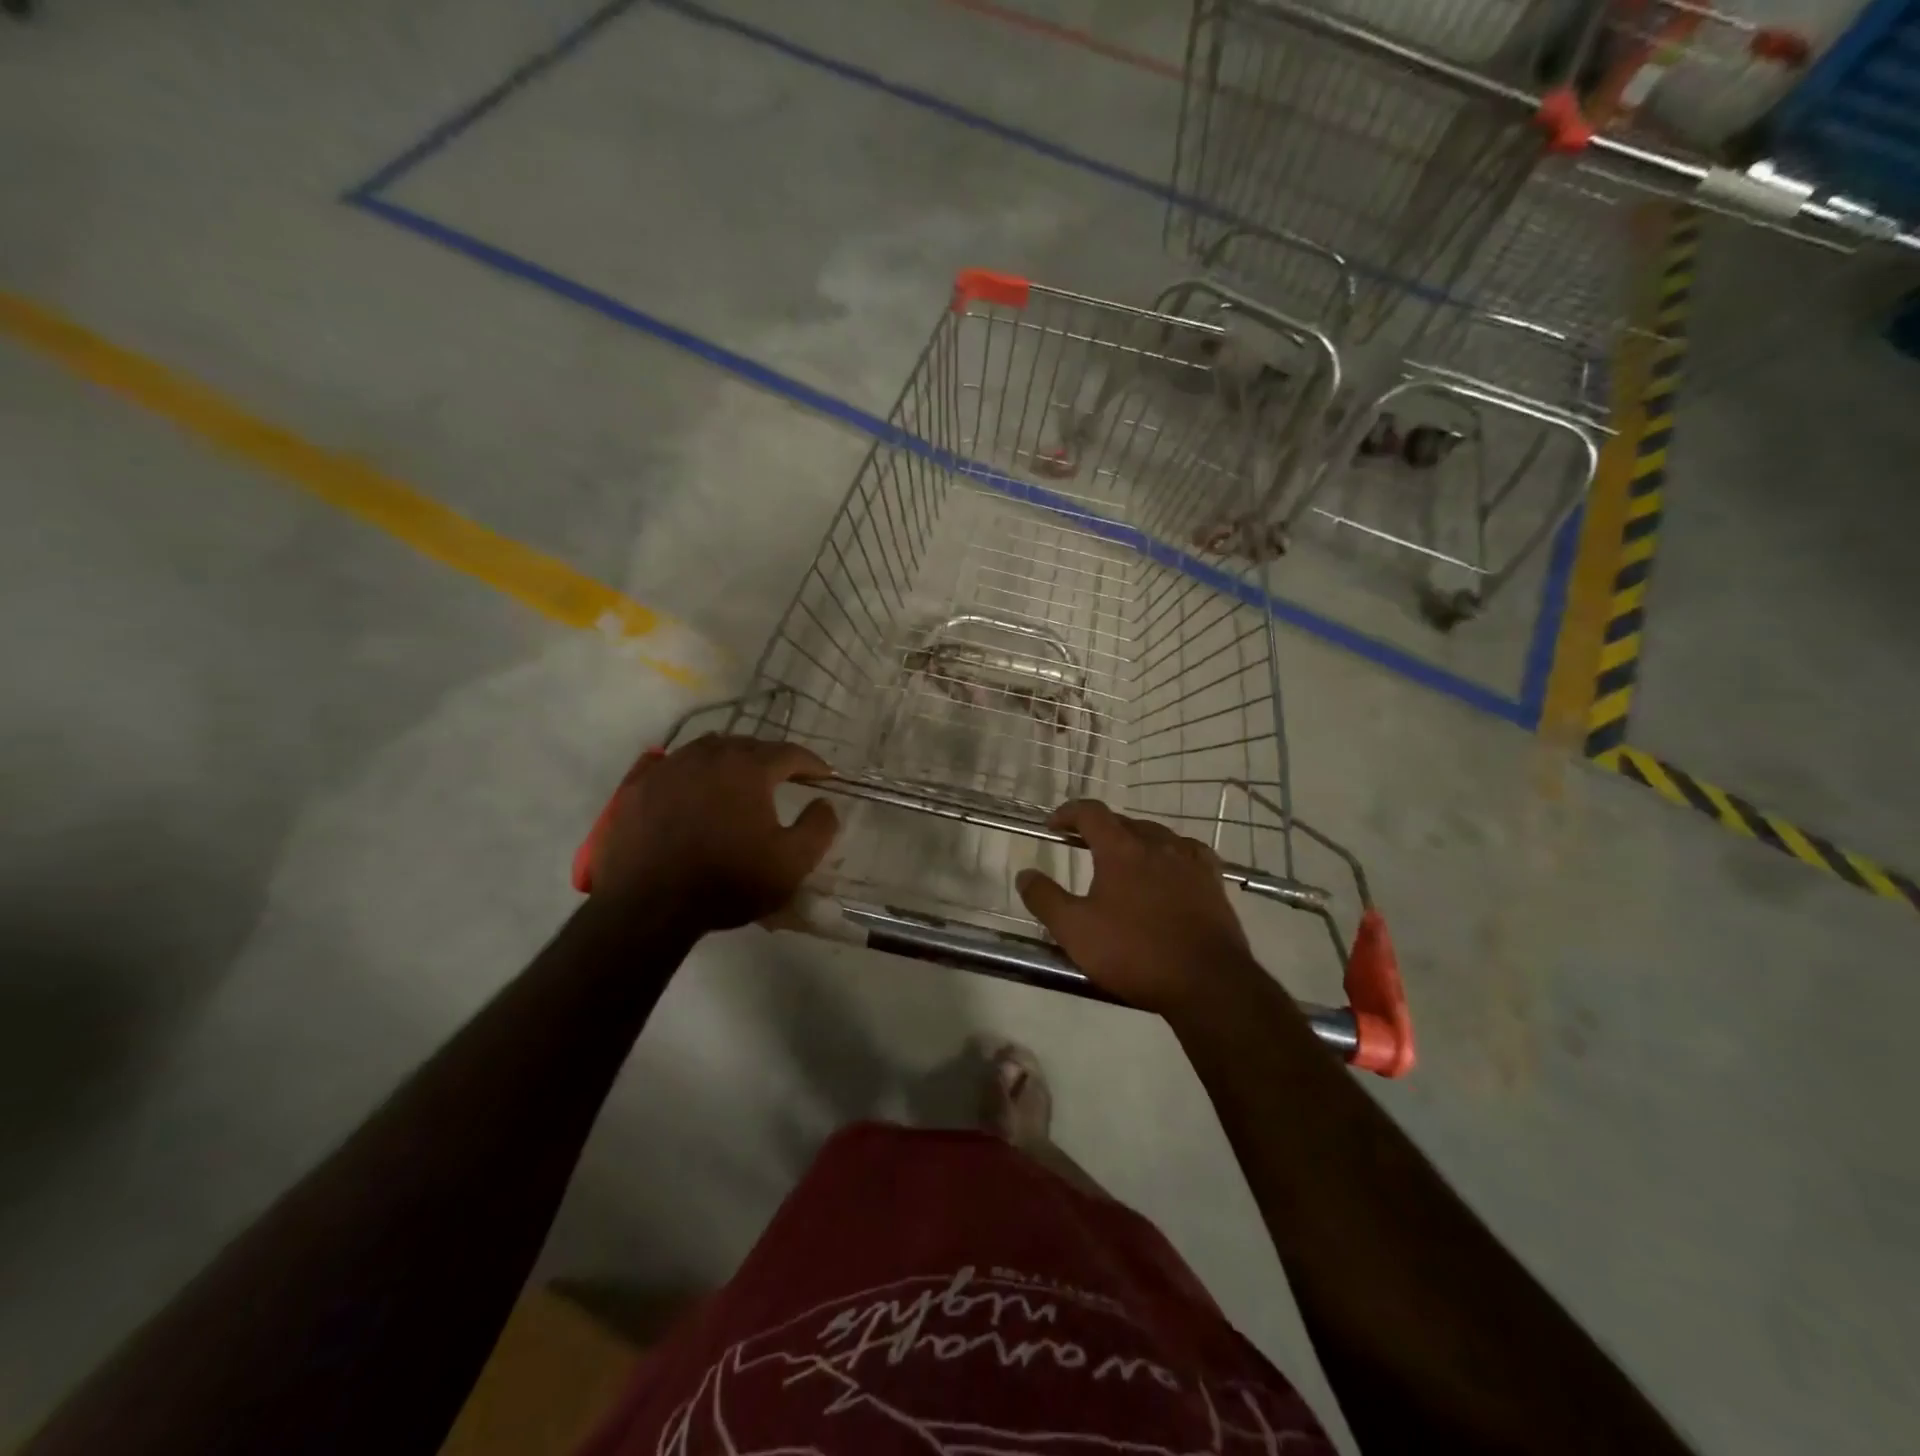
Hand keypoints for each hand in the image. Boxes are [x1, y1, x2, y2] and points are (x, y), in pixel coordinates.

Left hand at [590, 734, 838, 931]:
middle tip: (784, 778)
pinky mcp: (636, 787)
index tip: (824, 777)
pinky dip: (687, 770)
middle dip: (770, 759)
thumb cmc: (728, 882)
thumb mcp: (792, 863)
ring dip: (729, 760)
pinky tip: (689, 784)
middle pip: (747, 746)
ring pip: (706, 750)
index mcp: (748, 768)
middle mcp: (708, 755)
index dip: (811, 764)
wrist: (649, 908)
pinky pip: (667, 765)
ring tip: (738, 780)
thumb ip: (819, 827)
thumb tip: (825, 803)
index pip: (789, 753)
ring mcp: (667, 768)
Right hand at [1016, 800, 1264, 1017]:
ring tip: (1123, 860)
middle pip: (1123, 822)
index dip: (1069, 813)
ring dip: (1134, 840)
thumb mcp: (1075, 930)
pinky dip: (1170, 853)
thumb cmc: (1134, 952)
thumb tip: (1024, 873)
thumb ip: (1045, 899)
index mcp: (1121, 849)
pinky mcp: (1213, 881)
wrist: (1207, 981)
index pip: (1091, 812)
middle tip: (1083, 846)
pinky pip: (1188, 852)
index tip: (1054, 826)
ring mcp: (1190, 860)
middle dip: (1099, 829)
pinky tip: (1170, 868)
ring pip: (1156, 835)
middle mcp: (1157, 843)